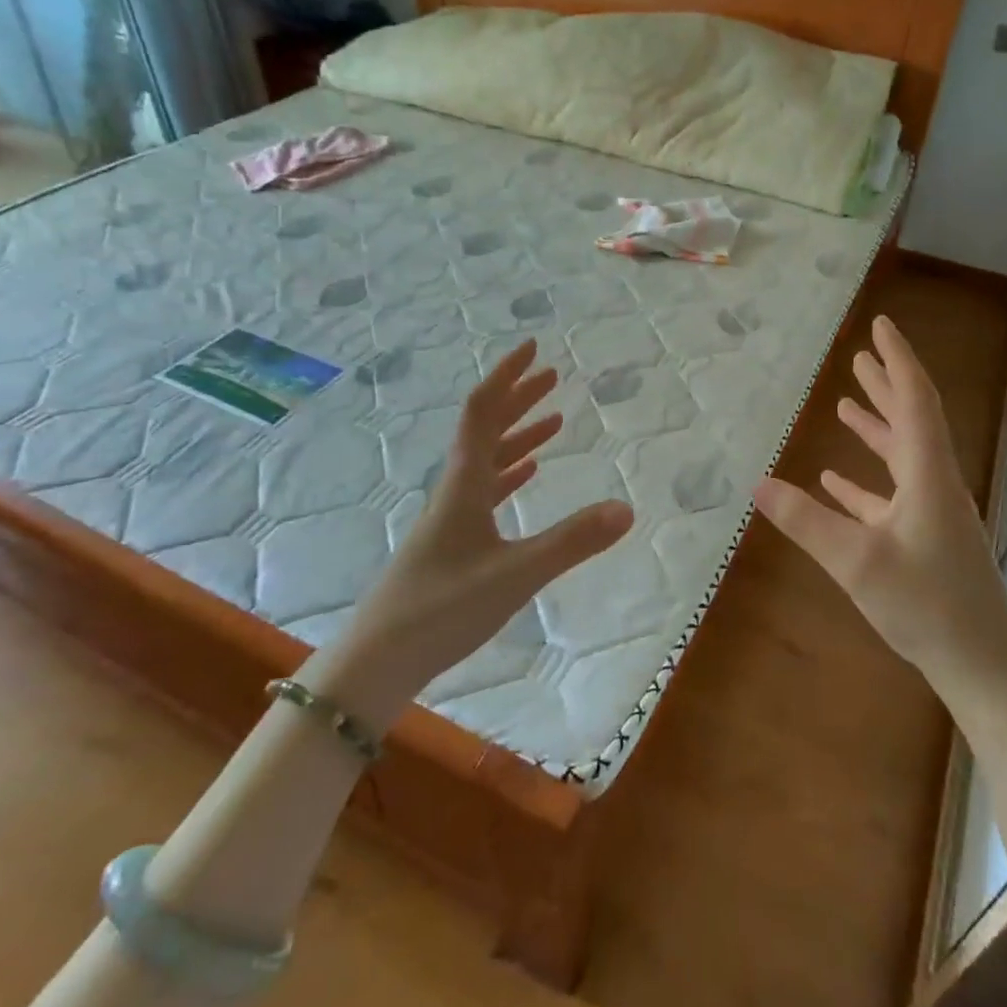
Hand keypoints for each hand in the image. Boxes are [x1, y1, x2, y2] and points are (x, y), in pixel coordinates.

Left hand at [310, 340, 633, 726]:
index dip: (508, 376)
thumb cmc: (442, 608)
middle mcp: (455, 488)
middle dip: (519, 397)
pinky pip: (486, 490)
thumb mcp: (516, 574)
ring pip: (487, 458)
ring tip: (553, 420)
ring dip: (519, 434)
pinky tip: (526, 473)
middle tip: (552, 375)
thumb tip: (627, 508)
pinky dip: (510, 471)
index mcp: (464, 482)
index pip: (483, 411)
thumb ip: (572, 541)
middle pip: (486, 428)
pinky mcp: (453, 541)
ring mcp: (451, 515)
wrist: (379, 658)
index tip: (534, 348)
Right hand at [754, 315, 1006, 710]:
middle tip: (861, 356)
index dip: (897, 360)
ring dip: (876, 427)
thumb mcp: (856, 561)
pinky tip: (835, 480)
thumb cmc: (927, 606)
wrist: (983, 666)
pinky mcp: (926, 541)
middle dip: (886, 385)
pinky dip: (865, 481)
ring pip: (902, 456)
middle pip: (911, 420)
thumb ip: (806, 521)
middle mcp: (934, 485)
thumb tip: (757, 484)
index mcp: (928, 476)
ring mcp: (933, 514)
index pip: (915, 401)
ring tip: (844, 404)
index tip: (881, 327)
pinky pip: (892, 495)